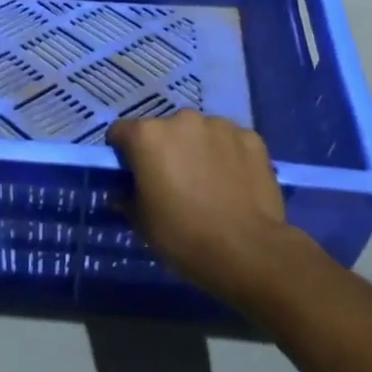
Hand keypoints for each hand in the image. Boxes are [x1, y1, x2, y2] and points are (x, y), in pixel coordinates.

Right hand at [106, 110, 297, 303]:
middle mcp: (182, 119)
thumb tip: (123, 193)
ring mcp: (220, 126)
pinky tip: (234, 183)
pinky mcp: (251, 137)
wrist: (248, 251)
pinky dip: (228, 156)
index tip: (132, 175)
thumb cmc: (184, 235)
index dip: (123, 153)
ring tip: (209, 183)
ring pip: (200, 133)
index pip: (121, 133)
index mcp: (148, 136)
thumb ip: (127, 198)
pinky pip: (231, 142)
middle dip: (165, 149)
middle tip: (173, 182)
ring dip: (198, 149)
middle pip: (164, 130)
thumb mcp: (142, 223)